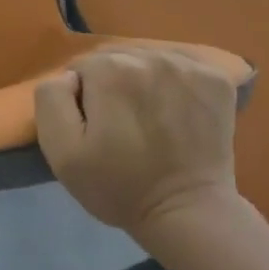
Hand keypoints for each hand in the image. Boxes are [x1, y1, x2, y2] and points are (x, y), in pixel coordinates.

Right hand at [35, 48, 239, 235]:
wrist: (186, 213)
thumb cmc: (118, 186)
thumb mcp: (61, 152)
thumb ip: (51, 100)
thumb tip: (69, 76)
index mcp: (110, 70)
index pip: (82, 67)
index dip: (81, 98)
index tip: (93, 128)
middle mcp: (151, 56)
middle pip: (116, 58)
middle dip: (111, 84)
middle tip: (119, 124)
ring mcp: (190, 65)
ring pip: (148, 59)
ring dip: (142, 81)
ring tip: (147, 117)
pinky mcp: (217, 78)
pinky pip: (183, 64)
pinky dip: (175, 81)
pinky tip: (175, 108)